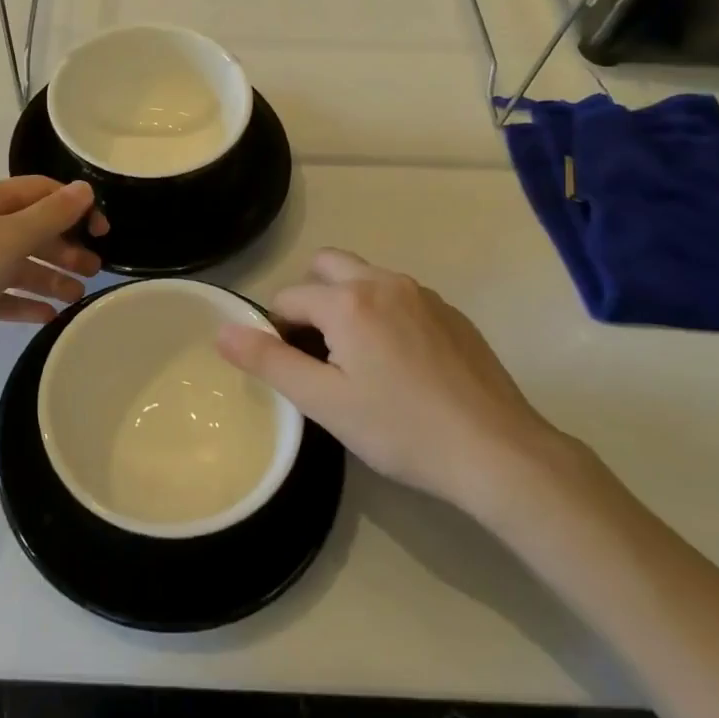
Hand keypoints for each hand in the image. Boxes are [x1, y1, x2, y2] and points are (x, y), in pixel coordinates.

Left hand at [0, 177, 109, 373]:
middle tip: (93, 270)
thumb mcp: (11, 237)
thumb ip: (52, 214)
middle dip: (63, 247)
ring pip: (16, 264)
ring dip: (48, 277)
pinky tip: (48, 315)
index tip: (102, 231)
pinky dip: (23, 302)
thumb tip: (84, 189)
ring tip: (76, 297)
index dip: (73, 206)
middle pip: (29, 229)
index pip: (38, 191)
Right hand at [216, 249, 585, 519]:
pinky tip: (401, 365)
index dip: (279, 332)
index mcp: (348, 300)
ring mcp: (423, 293)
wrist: (496, 451)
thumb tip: (221, 331)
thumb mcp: (324, 402)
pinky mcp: (451, 312)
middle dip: (310, 300)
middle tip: (320, 353)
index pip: (288, 298)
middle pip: (326, 266)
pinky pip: (399, 296)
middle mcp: (384, 281)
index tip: (296, 372)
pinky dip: (383, 314)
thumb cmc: (401, 429)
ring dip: (347, 304)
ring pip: (365, 278)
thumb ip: (269, 361)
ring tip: (359, 361)